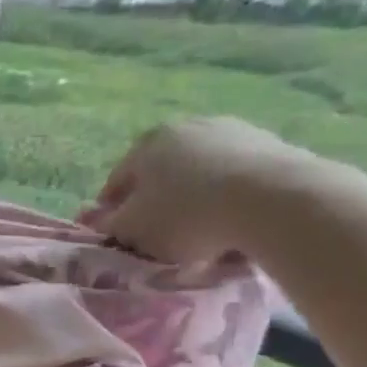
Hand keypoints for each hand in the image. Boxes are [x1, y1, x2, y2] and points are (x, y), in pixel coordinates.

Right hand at [82, 117, 324, 263]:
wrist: (275, 201)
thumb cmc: (186, 215)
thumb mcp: (134, 229)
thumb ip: (108, 224)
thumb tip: (91, 218)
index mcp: (146, 144)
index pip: (116, 183)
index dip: (112, 214)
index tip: (119, 239)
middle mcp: (186, 127)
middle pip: (160, 174)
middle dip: (156, 203)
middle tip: (160, 238)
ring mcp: (232, 131)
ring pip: (200, 174)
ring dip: (194, 198)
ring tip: (202, 234)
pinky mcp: (271, 145)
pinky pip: (236, 178)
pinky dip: (228, 197)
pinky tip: (234, 223)